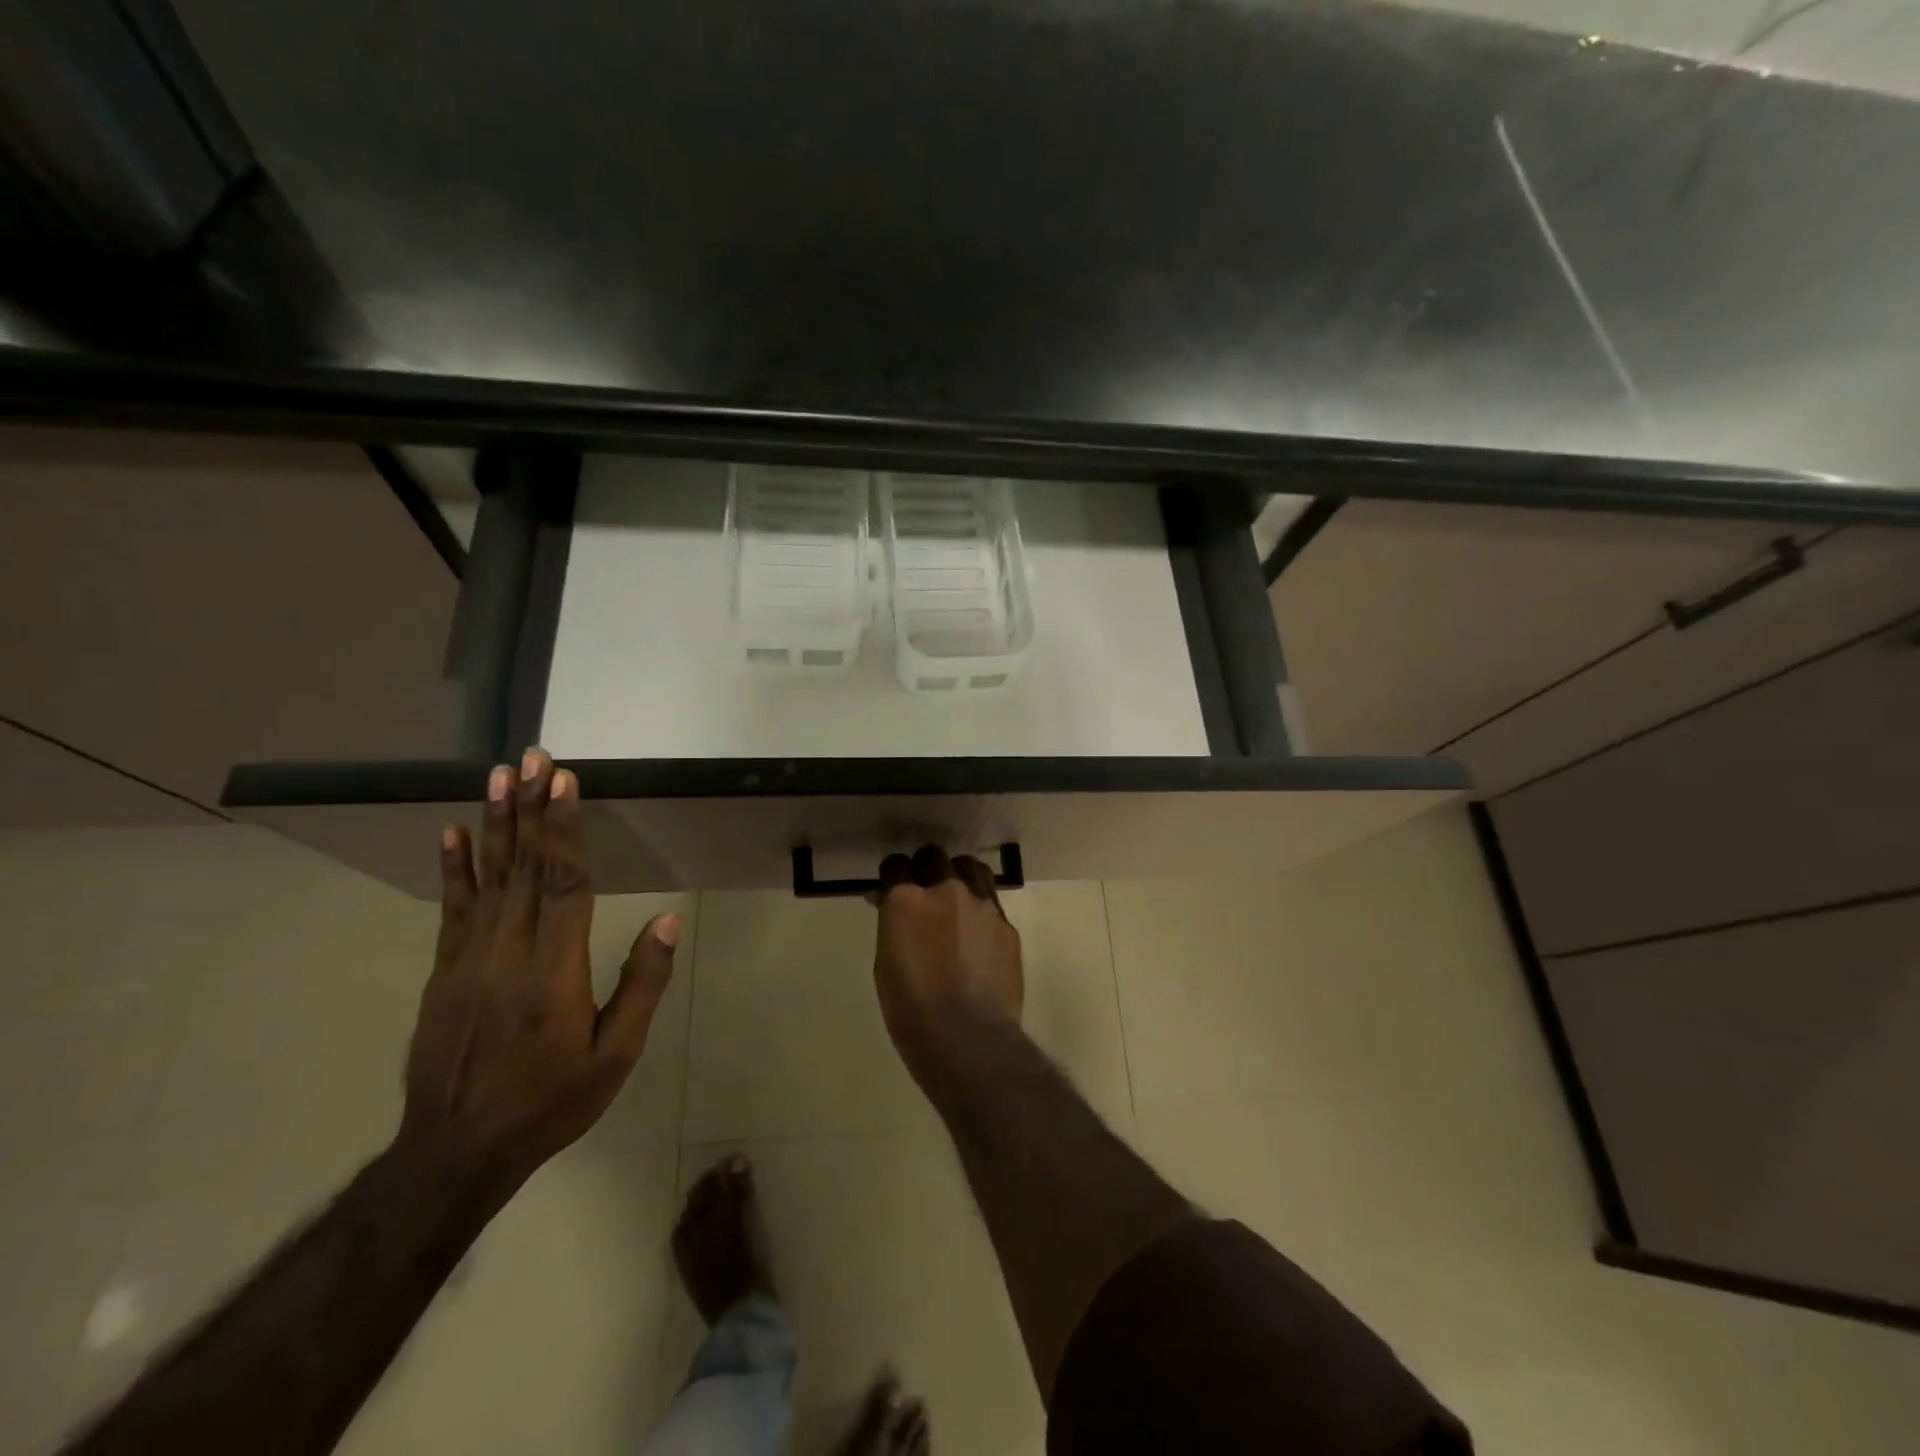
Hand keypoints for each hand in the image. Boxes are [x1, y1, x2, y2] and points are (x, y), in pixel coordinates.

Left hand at [399, 748, 679, 1189]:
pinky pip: (452, 909)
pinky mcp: (444, 972)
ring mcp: (468, 959)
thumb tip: (667, 921)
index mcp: (554, 970)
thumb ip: (641, 983)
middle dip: (530, 807)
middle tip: (531, 757)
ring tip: (498, 776)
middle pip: (524, 867)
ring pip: (487, 878)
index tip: (566, 782)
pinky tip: (454, 833)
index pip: (565, 883)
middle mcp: (508, 952)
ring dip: (495, 822)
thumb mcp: (616, 1054)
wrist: (456, 1151)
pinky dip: (454, 868)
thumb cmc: (551, 1100)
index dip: (566, 829)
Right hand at [872, 845, 1023, 1084]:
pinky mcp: (1006, 924)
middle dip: (924, 868)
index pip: (895, 866)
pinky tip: (977, 931)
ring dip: (958, 876)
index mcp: (906, 900)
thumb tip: (892, 908)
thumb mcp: (885, 964)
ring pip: (969, 867)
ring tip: (955, 897)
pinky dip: (979, 907)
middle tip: (922, 891)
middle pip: (934, 857)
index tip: (890, 889)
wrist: (968, 1038)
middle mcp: (946, 890)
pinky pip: (990, 900)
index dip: (892, 876)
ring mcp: (981, 904)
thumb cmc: (912, 1010)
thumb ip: (893, 926)